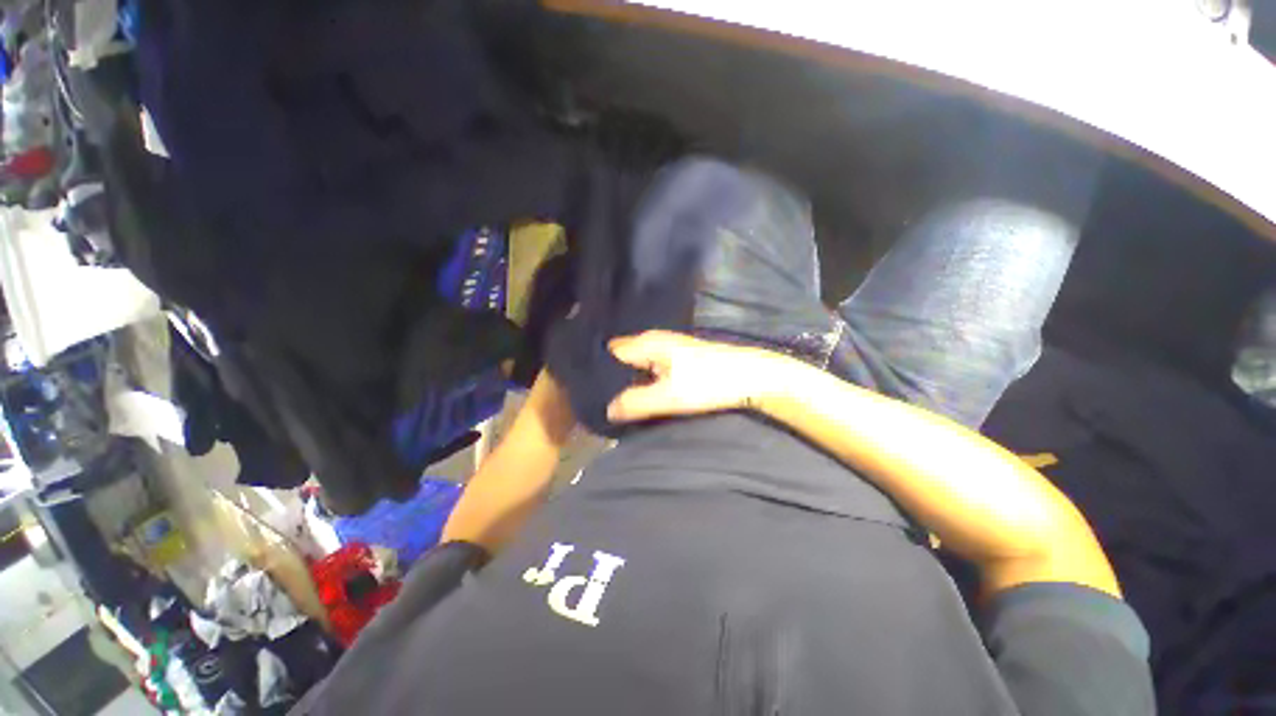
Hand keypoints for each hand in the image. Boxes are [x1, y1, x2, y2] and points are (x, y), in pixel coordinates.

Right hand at [607, 331, 777, 422]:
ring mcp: (669, 347)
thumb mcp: (669, 396)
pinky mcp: (681, 357)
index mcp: (648, 343)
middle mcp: (655, 340)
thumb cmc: (708, 382)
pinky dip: (645, 377)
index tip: (587, 385)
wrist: (751, 376)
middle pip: (624, 356)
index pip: (611, 350)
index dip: (598, 366)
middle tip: (600, 396)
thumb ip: (635, 402)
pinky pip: (652, 366)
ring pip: (639, 362)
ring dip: (629, 378)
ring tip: (616, 397)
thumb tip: (607, 410)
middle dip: (612, 374)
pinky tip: (643, 392)